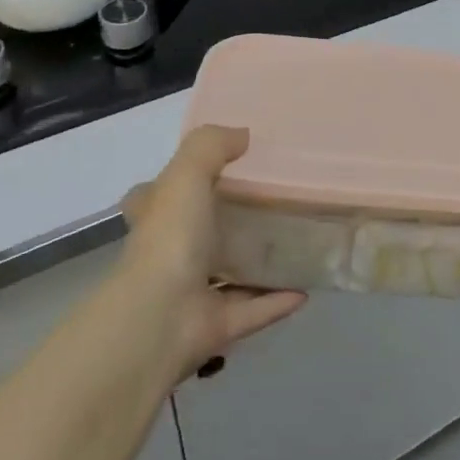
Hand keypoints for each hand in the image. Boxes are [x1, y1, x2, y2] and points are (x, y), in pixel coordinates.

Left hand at [118, 125, 305, 379]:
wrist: (161, 318)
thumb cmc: (170, 239)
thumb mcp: (186, 175)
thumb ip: (212, 147)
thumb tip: (242, 134)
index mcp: (155, 220)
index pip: (153, 198)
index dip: (172, 185)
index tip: (210, 172)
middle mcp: (169, 256)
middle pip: (197, 235)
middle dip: (225, 223)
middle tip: (270, 203)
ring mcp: (192, 294)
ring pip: (228, 275)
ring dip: (256, 265)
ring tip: (295, 244)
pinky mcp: (216, 325)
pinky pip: (253, 309)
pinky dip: (277, 300)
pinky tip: (306, 287)